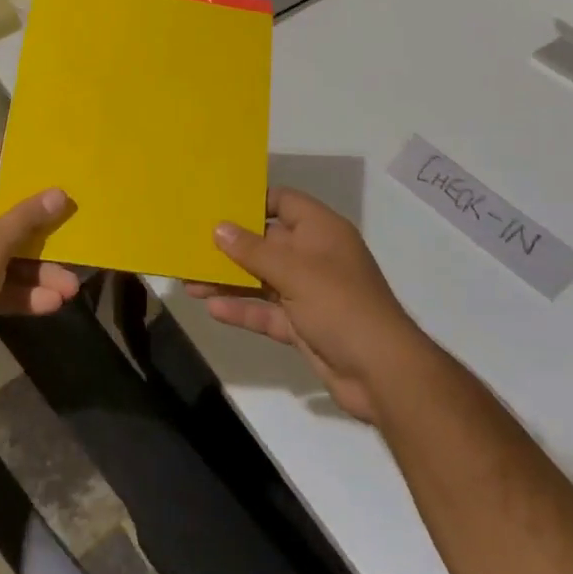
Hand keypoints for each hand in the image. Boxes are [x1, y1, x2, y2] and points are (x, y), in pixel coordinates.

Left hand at [0, 142, 77, 383]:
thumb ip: (27, 218)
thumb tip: (58, 192)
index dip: (12, 156)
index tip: (48, 157)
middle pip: (0, 213)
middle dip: (39, 229)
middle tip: (73, 228)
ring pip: (0, 253)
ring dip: (35, 269)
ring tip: (71, 288)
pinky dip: (17, 290)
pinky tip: (50, 304)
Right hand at [187, 188, 429, 423]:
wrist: (382, 373)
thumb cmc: (341, 305)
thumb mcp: (295, 272)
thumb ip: (254, 250)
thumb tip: (219, 227)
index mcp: (321, 231)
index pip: (283, 202)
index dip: (252, 200)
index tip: (215, 204)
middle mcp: (314, 256)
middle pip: (267, 242)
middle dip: (231, 246)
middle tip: (191, 245)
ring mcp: (309, 293)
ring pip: (262, 279)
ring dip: (230, 280)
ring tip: (190, 281)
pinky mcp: (303, 326)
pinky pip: (267, 312)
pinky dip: (243, 310)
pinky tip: (213, 309)